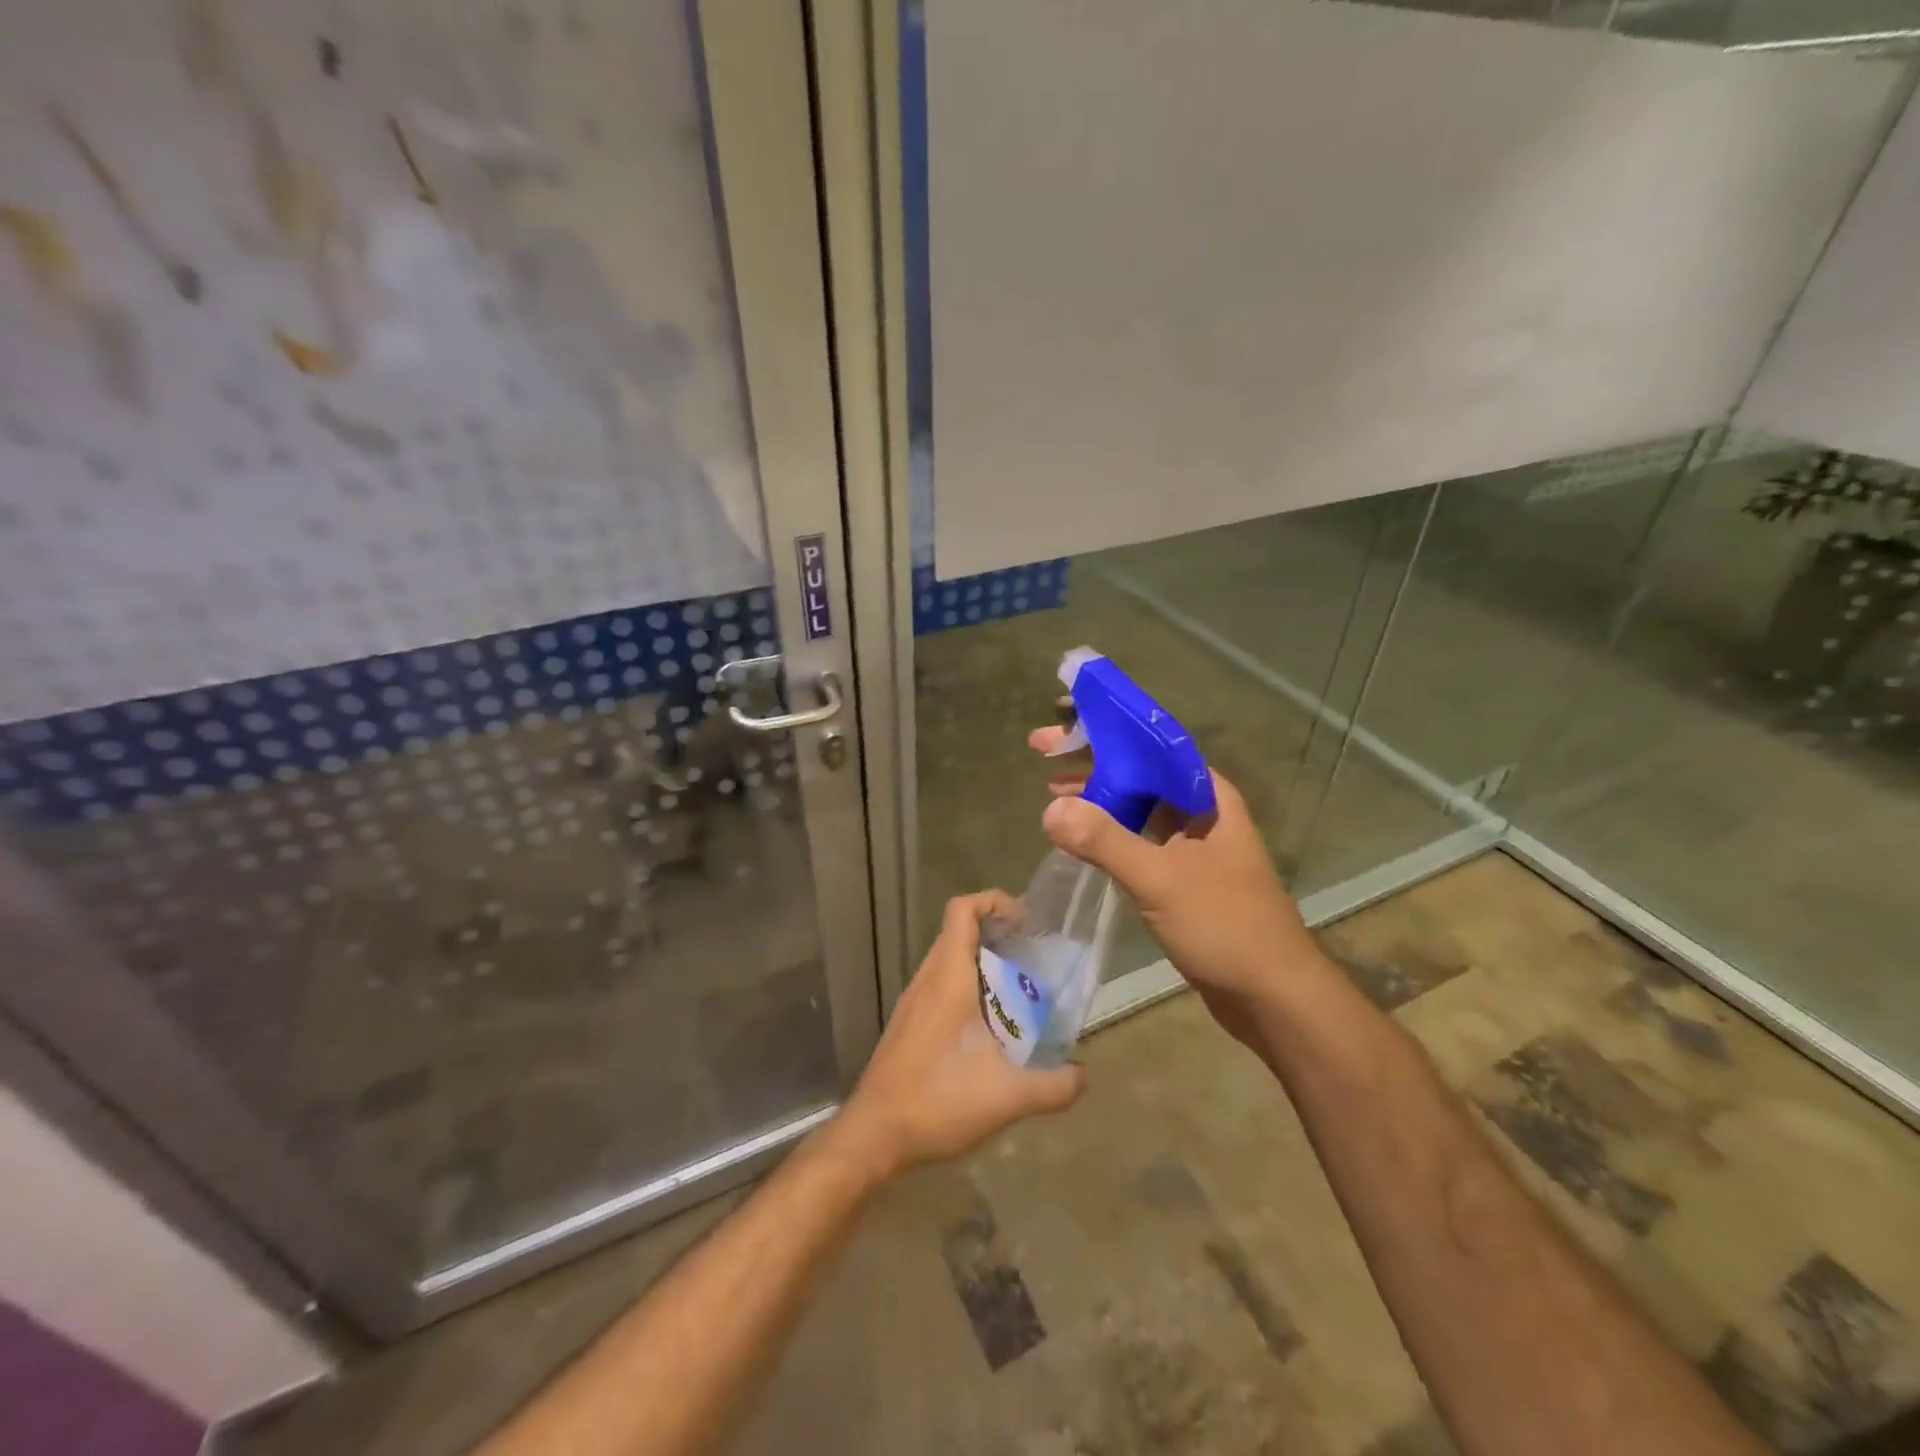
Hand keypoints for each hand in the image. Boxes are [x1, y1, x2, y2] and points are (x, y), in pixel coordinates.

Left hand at [834, 891, 1086, 1182]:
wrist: (874, 1135)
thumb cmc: (938, 1100)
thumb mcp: (1008, 1097)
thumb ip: (1054, 1086)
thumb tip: (1082, 1074)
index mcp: (948, 977)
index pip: (963, 910)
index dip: (995, 902)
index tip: (1026, 925)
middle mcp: (927, 980)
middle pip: (960, 932)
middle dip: (998, 937)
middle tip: (1034, 961)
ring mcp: (913, 1002)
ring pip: (950, 962)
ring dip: (984, 967)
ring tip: (1019, 996)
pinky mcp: (909, 1025)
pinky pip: (942, 988)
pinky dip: (969, 991)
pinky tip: (990, 1032)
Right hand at [1030, 727, 1319, 1019]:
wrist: (1273, 997)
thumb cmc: (1225, 926)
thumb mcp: (1160, 879)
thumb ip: (1105, 842)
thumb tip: (1051, 810)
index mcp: (1207, 795)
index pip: (1149, 745)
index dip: (1102, 730)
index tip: (1059, 727)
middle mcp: (1202, 810)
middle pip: (1140, 771)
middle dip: (1092, 760)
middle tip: (1042, 751)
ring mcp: (1194, 845)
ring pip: (1138, 806)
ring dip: (1098, 796)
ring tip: (1051, 789)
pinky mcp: (1184, 876)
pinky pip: (1140, 839)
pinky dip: (1109, 832)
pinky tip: (1081, 836)